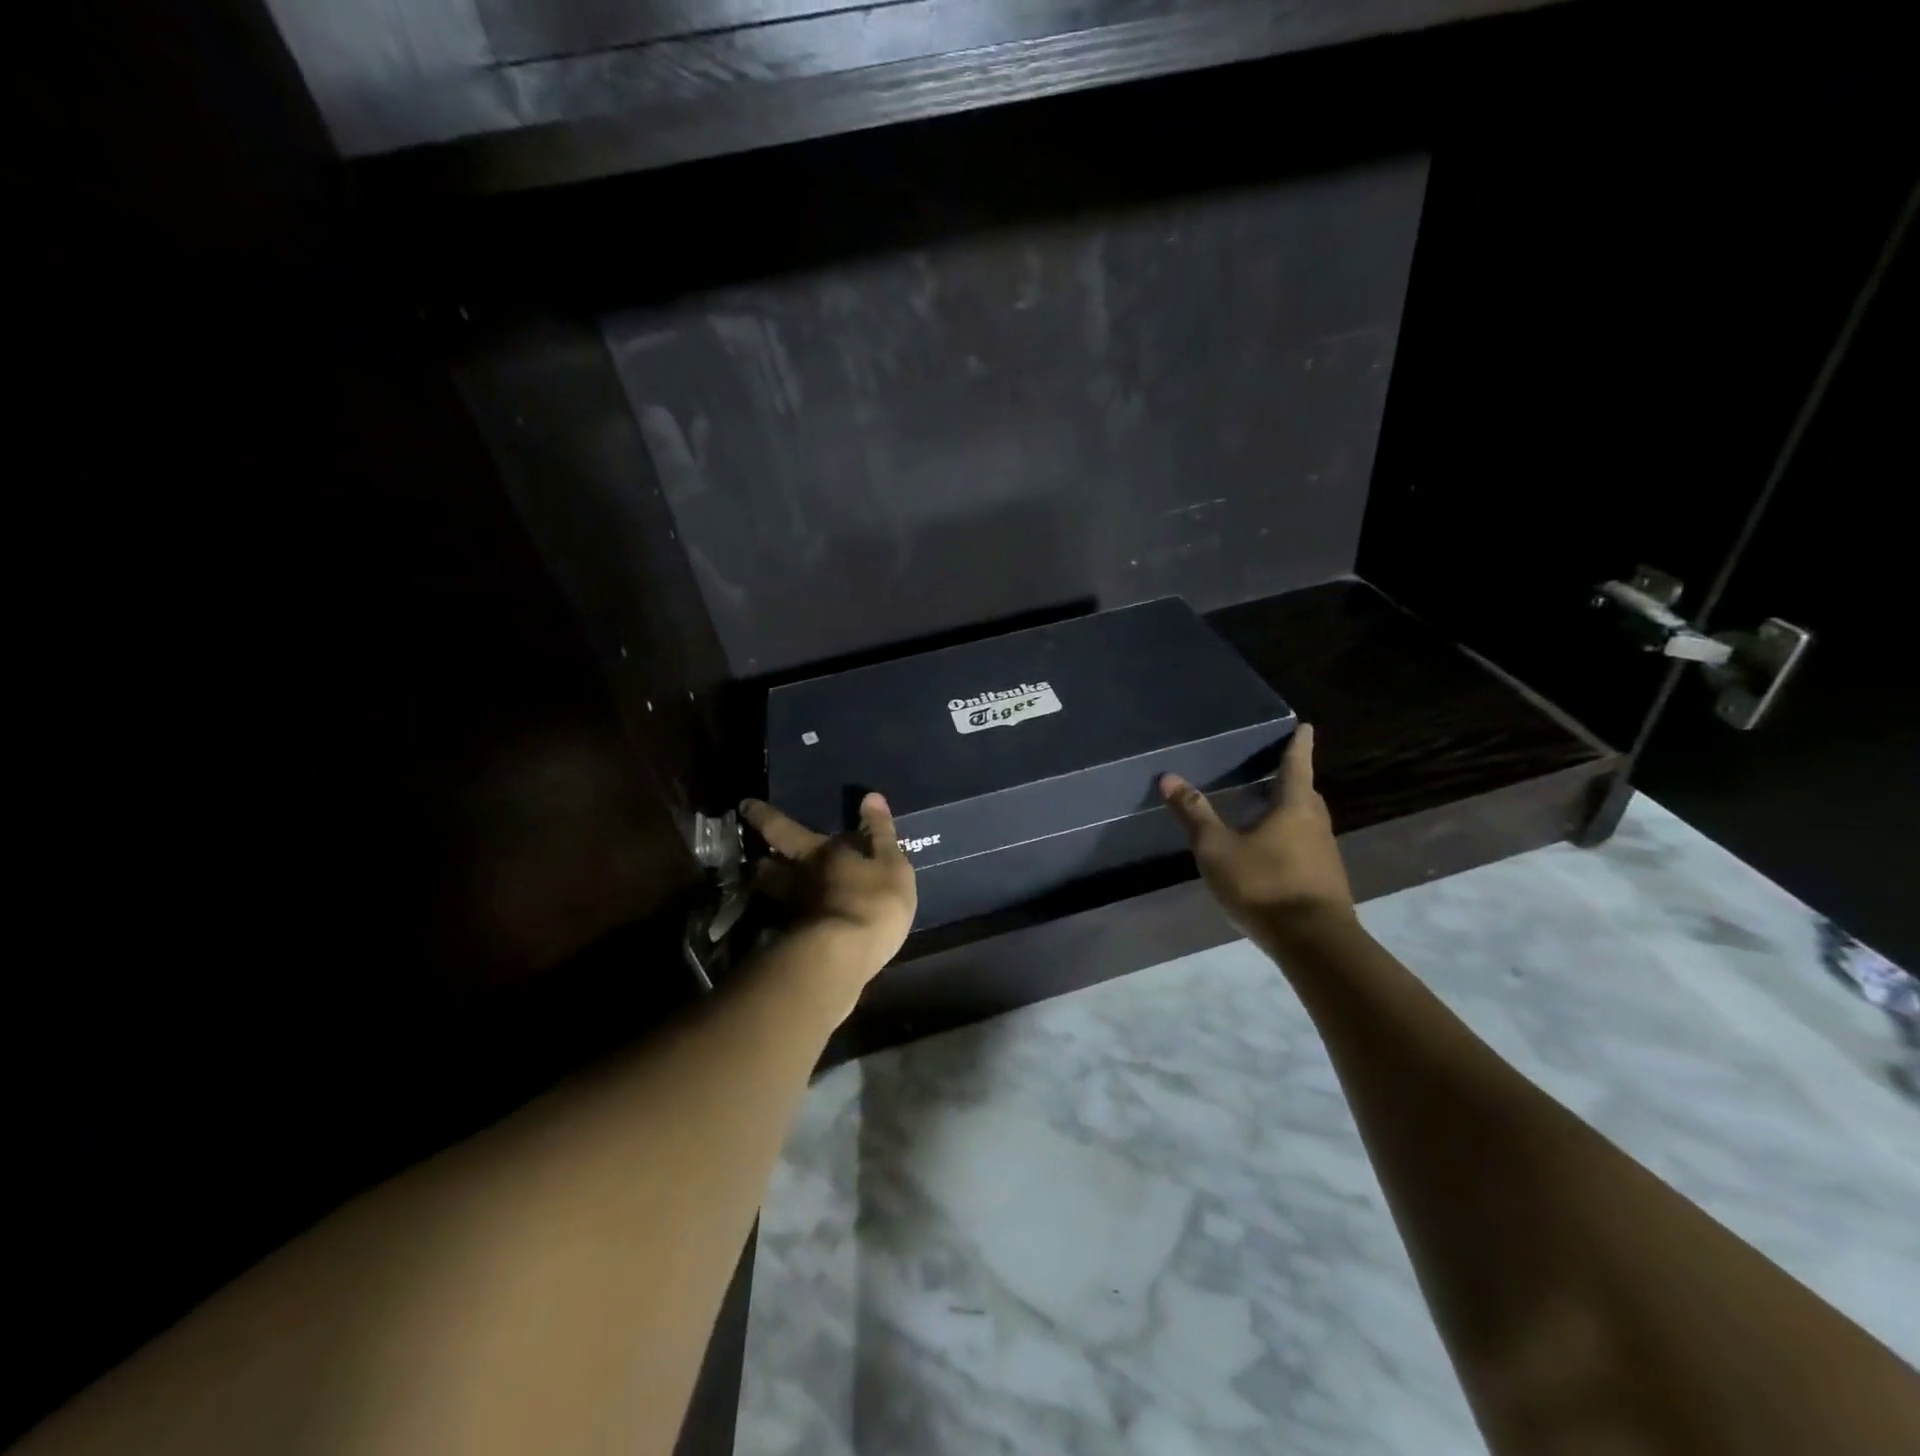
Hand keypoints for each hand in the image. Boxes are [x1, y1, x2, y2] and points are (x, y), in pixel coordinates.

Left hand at [738, 792, 916, 988]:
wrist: (846, 956)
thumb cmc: (872, 901)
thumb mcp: (890, 862)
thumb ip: (879, 832)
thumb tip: (870, 796)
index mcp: (817, 854)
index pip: (783, 828)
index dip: (763, 816)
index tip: (744, 806)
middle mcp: (797, 880)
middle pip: (769, 867)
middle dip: (762, 860)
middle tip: (756, 858)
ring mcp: (793, 914)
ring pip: (773, 896)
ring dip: (770, 891)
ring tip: (775, 891)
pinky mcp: (796, 944)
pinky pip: (788, 924)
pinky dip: (791, 921)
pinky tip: (800, 925)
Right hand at [1159, 724, 1355, 942]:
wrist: (1314, 943)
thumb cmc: (1264, 885)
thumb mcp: (1217, 849)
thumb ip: (1194, 814)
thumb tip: (1168, 777)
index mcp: (1294, 807)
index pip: (1296, 765)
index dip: (1298, 745)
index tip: (1305, 727)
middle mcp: (1315, 825)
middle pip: (1304, 794)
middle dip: (1291, 780)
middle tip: (1273, 769)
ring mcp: (1324, 855)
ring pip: (1305, 822)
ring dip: (1288, 812)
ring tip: (1264, 809)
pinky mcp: (1324, 881)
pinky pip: (1304, 847)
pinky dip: (1288, 839)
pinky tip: (1269, 853)